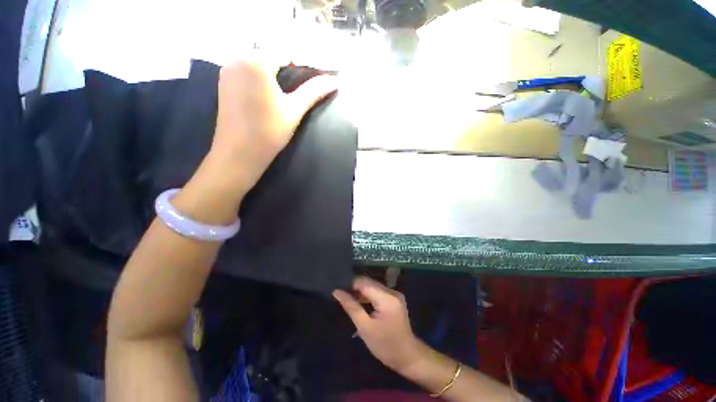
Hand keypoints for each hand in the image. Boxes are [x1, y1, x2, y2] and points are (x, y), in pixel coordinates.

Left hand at [206, 59, 337, 201]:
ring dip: (272, 73)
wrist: (239, 153)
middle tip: (296, 92)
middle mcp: (237, 57)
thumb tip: (335, 81)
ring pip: (257, 62)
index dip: (300, 66)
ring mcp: (227, 69)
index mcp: (255, 61)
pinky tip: (266, 96)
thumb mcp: (294, 110)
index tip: (309, 84)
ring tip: (283, 95)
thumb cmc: (269, 132)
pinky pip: (246, 70)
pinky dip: (259, 77)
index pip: (285, 53)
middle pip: (270, 55)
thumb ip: (314, 91)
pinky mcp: (223, 81)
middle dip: (286, 69)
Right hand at [333, 276, 422, 372]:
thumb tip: (337, 292)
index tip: (338, 289)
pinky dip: (368, 295)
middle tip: (341, 294)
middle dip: (355, 287)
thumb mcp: (365, 328)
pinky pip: (378, 291)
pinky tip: (359, 301)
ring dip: (361, 291)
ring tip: (347, 297)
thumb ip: (351, 307)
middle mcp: (392, 291)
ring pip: (373, 286)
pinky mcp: (395, 298)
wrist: (407, 356)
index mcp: (386, 298)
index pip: (364, 283)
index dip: (350, 284)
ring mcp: (395, 294)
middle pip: (369, 282)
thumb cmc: (384, 345)